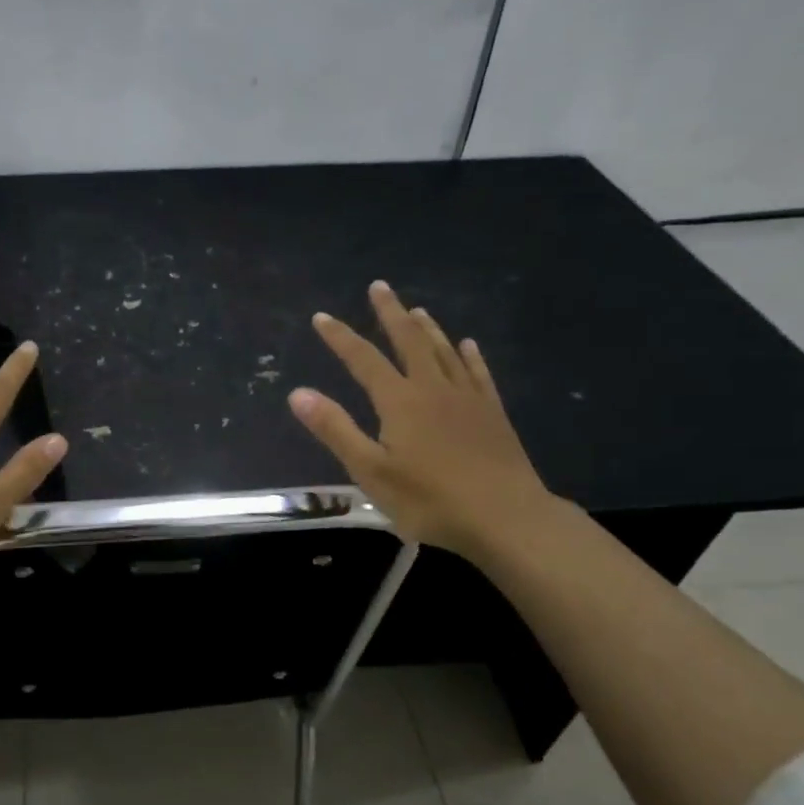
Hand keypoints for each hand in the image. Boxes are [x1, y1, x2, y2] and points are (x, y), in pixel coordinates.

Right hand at [289, 281, 554, 560]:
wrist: (507, 517)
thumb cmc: (430, 500)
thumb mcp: (371, 470)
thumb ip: (335, 429)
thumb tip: (297, 393)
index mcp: (400, 401)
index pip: (363, 359)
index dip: (340, 337)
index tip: (322, 316)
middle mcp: (433, 388)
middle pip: (409, 341)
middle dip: (390, 313)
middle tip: (379, 287)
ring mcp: (467, 399)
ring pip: (444, 351)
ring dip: (427, 328)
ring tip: (416, 309)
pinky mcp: (493, 414)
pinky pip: (478, 374)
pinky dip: (470, 356)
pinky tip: (468, 345)